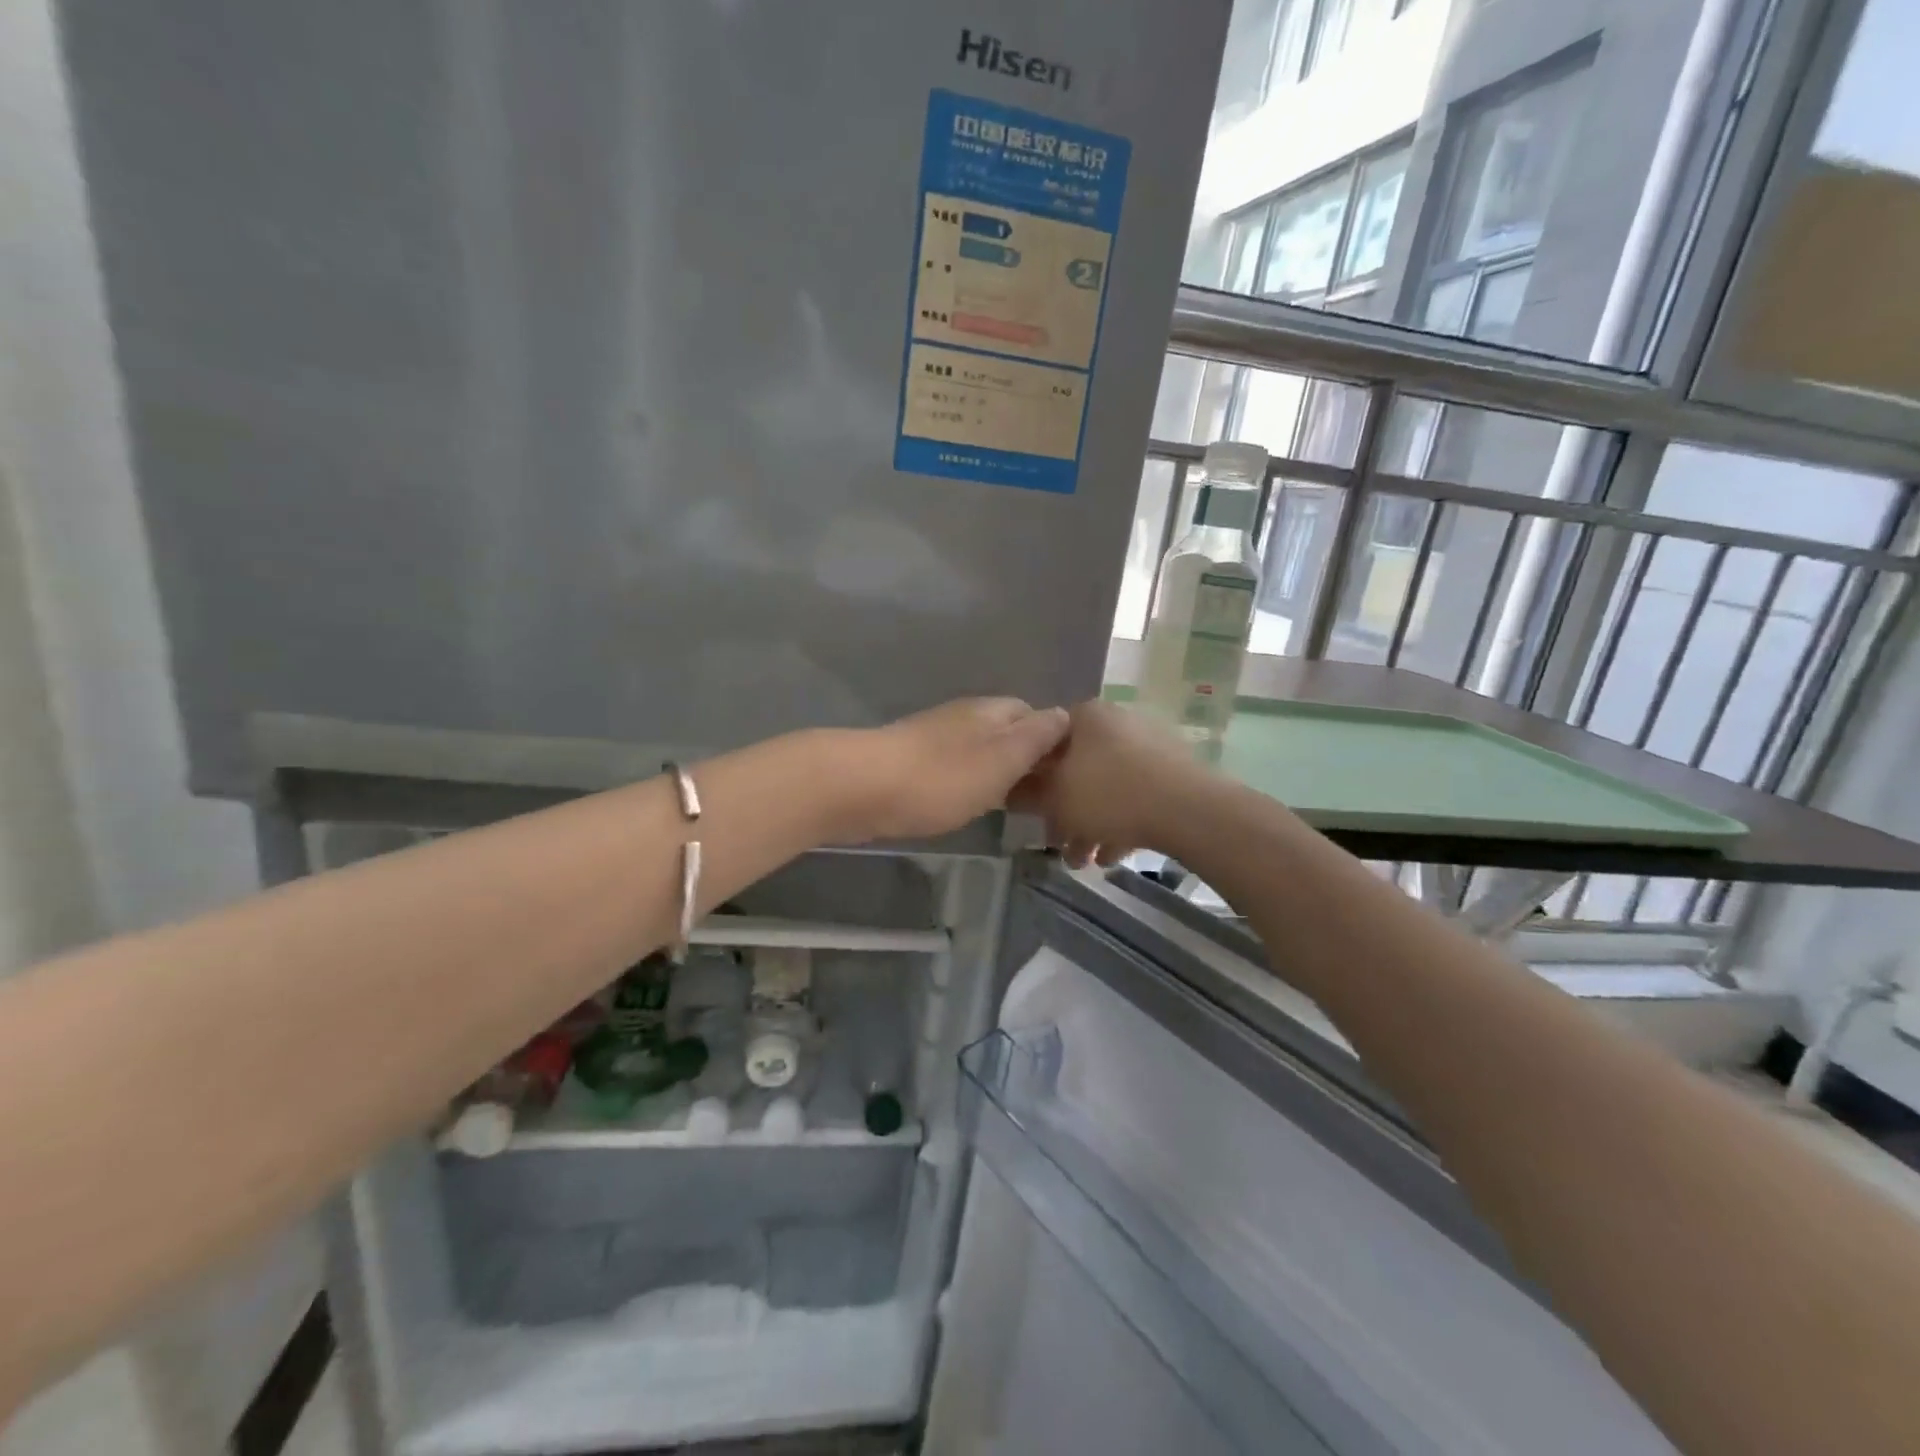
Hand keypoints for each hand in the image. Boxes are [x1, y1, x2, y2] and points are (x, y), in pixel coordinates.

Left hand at [839, 698, 1070, 841]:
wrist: (861, 788)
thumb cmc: (941, 778)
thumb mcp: (1002, 759)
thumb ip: (1035, 738)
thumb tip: (1063, 714)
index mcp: (991, 711)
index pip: (1035, 714)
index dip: (1053, 742)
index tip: (1066, 776)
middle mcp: (965, 717)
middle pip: (1006, 732)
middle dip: (1025, 759)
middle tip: (1043, 798)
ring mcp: (934, 738)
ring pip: (979, 751)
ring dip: (996, 773)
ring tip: (1011, 806)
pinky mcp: (911, 762)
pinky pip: (953, 768)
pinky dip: (967, 784)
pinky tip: (967, 805)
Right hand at [1009, 700, 1215, 866]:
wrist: (1189, 810)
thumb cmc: (1109, 795)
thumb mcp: (1054, 799)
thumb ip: (1026, 794)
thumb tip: (1009, 789)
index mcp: (1084, 717)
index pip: (1043, 740)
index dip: (1030, 777)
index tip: (1027, 808)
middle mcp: (1116, 723)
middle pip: (1075, 768)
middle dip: (1063, 812)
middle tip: (1056, 843)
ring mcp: (1148, 746)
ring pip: (1106, 787)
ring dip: (1089, 825)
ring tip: (1085, 862)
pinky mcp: (1172, 773)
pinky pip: (1134, 797)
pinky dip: (1120, 823)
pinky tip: (1113, 856)